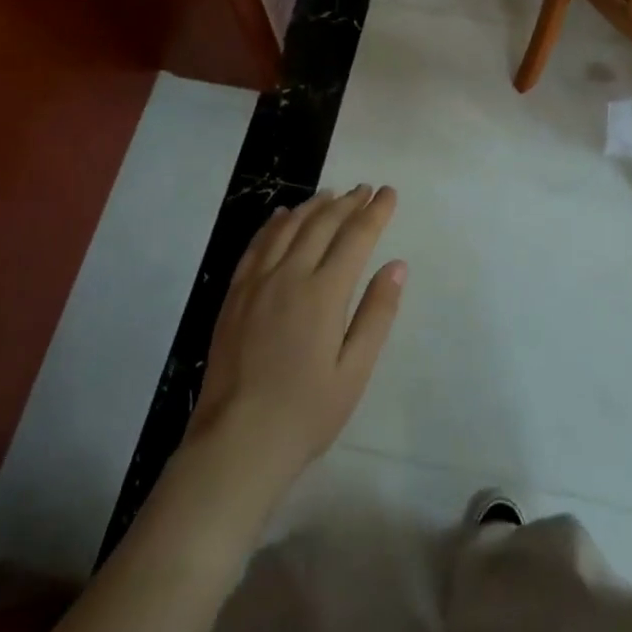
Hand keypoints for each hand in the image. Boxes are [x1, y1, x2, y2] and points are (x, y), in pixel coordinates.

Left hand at [186, 186, 405, 488]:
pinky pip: (257, 245)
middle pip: (322, 224)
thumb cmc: (306, 412)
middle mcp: (290, 276)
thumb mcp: (355, 370)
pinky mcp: (235, 295)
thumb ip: (377, 314)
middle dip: (347, 202)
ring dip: (313, 206)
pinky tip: (283, 216)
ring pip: (288, 227)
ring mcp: (257, 283)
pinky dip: (274, 223)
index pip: (356, 237)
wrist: (237, 442)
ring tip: (331, 194)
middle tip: (365, 189)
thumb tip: (396, 265)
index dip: (375, 212)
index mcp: (324, 293)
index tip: (389, 193)